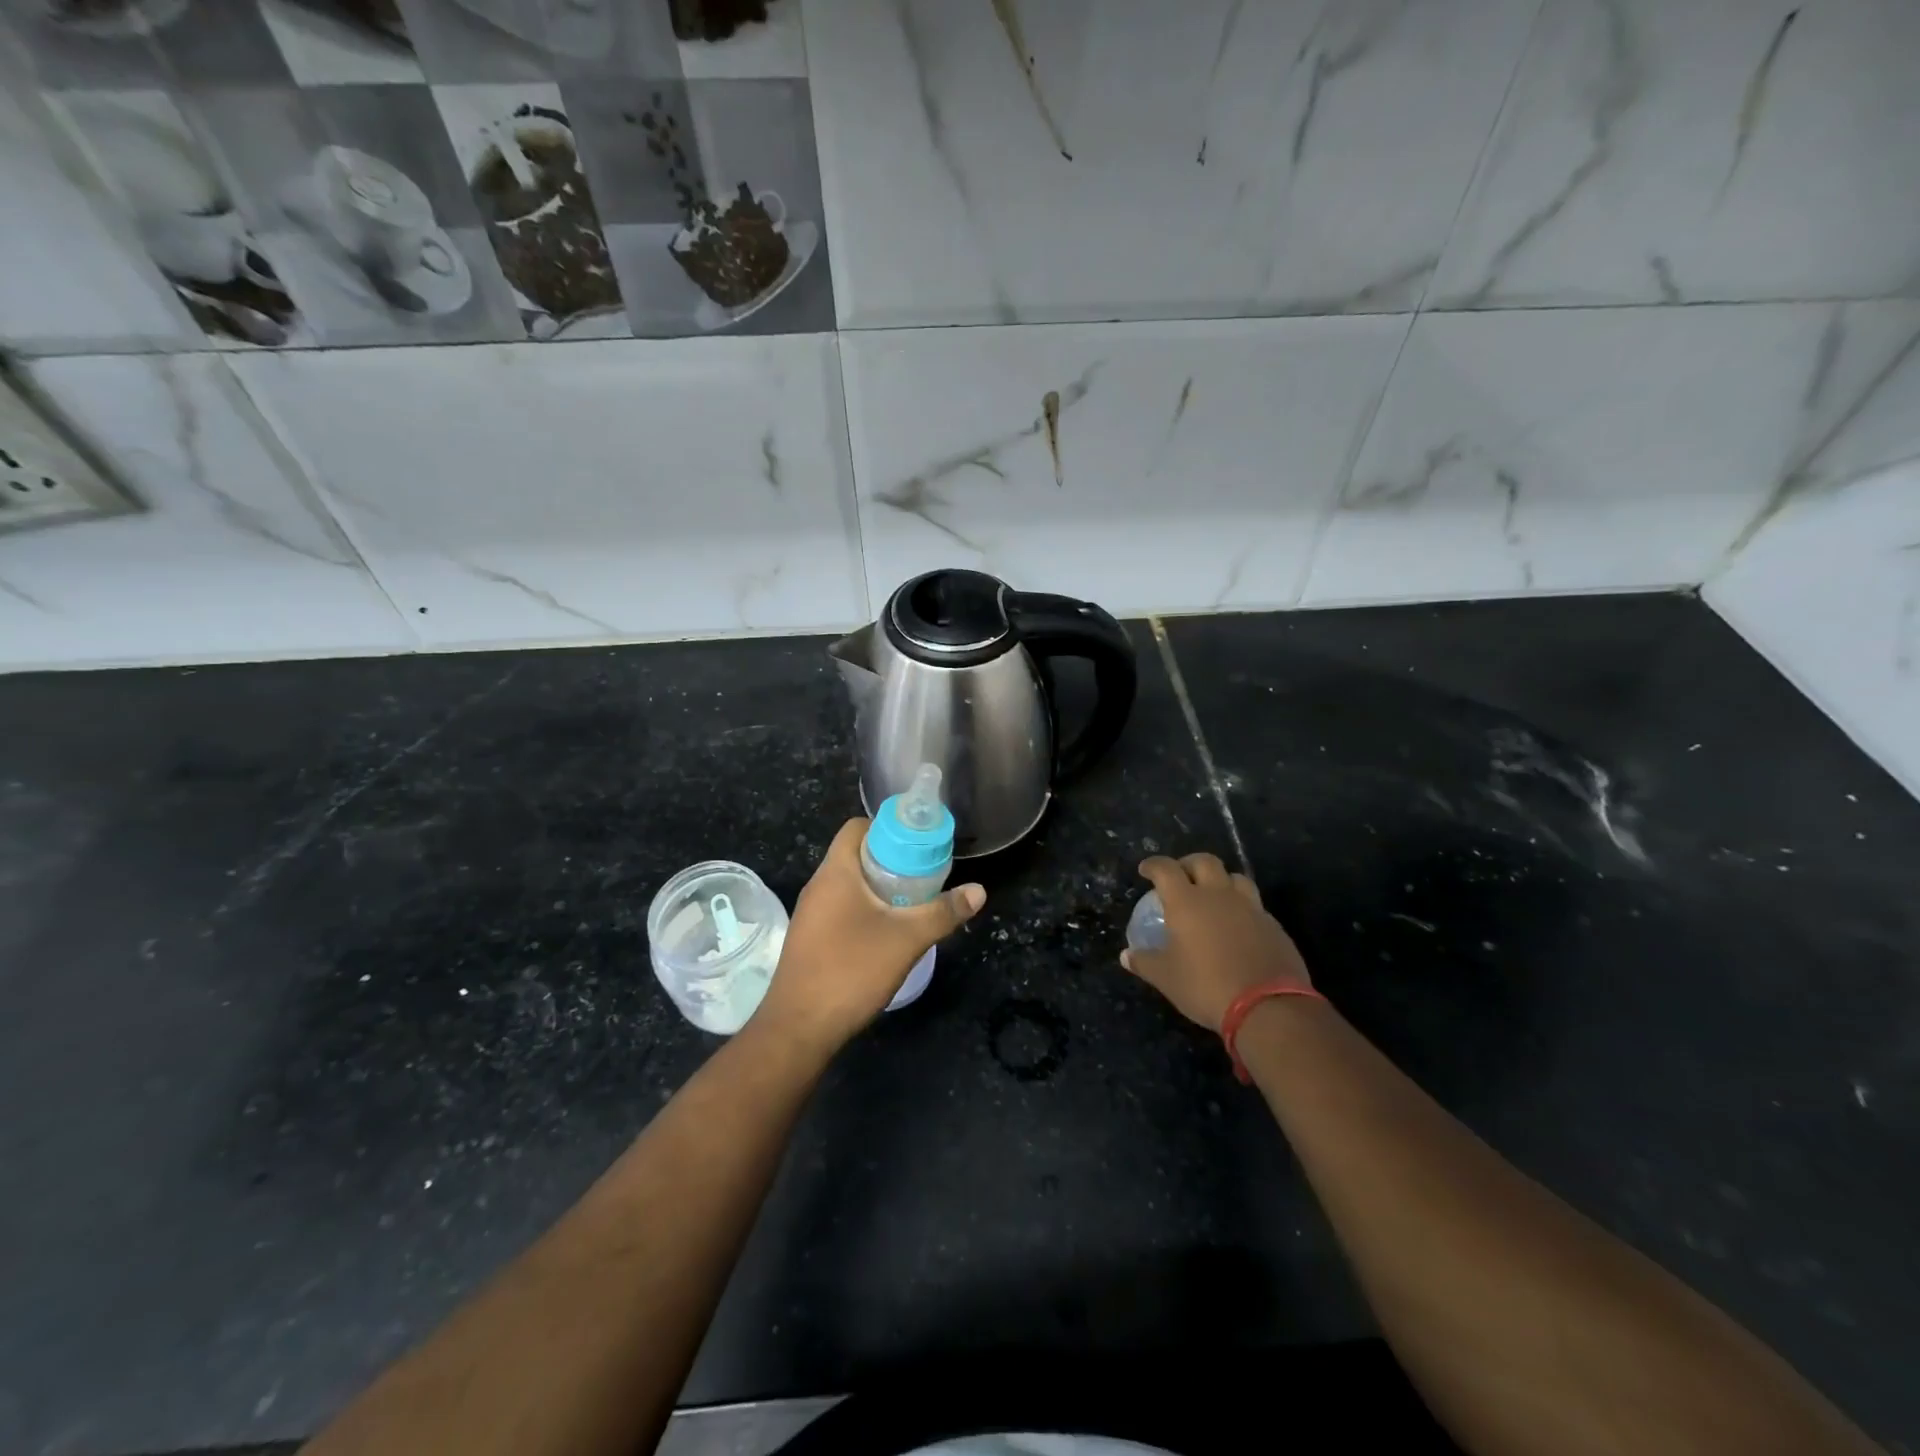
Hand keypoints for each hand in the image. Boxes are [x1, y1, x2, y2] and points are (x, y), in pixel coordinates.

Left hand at [754, 818, 986, 1051]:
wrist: (798, 1028)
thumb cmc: (851, 970)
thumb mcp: (906, 939)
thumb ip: (943, 913)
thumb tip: (978, 891)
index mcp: (835, 872)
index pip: (857, 827)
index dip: (888, 828)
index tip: (919, 844)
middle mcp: (818, 886)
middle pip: (856, 855)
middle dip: (891, 860)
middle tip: (924, 876)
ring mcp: (811, 914)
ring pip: (849, 885)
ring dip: (879, 889)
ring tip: (912, 904)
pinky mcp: (810, 939)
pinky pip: (841, 909)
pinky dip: (865, 911)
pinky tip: (887, 934)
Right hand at [1122, 852, 1310, 1031]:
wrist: (1268, 1007)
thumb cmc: (1206, 986)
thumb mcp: (1167, 978)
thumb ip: (1145, 962)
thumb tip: (1126, 956)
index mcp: (1187, 902)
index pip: (1166, 869)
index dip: (1153, 865)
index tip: (1145, 870)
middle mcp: (1219, 896)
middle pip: (1204, 862)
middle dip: (1188, 864)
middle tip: (1181, 877)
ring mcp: (1251, 908)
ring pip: (1235, 878)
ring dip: (1221, 880)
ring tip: (1213, 896)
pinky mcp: (1274, 926)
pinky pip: (1254, 905)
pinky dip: (1242, 907)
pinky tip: (1238, 926)